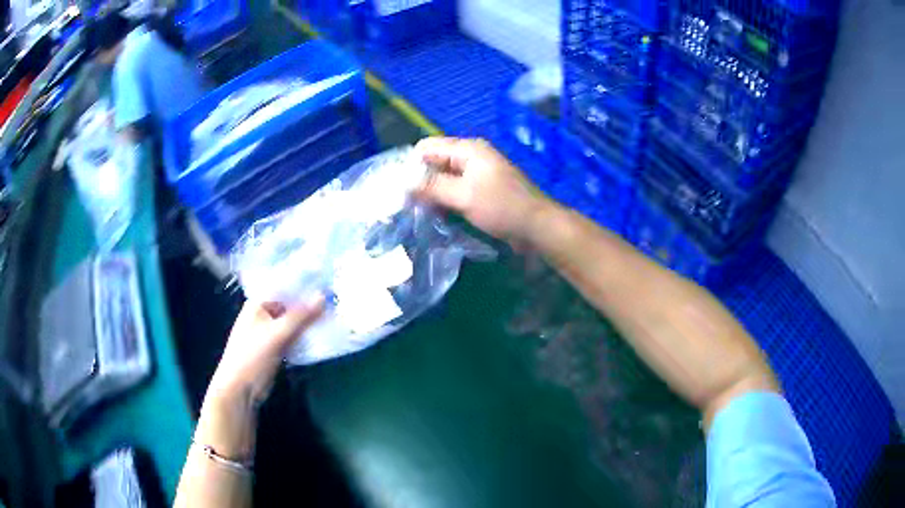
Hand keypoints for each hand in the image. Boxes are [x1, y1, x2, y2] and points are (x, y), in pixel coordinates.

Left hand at [197, 298, 323, 459]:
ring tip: (334, 315)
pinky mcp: (275, 349)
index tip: (326, 282)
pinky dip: (305, 336)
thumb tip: (323, 296)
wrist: (240, 390)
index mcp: (258, 304)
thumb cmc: (253, 356)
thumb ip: (300, 316)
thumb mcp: (277, 334)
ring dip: (309, 322)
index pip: (283, 287)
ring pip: (293, 323)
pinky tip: (322, 335)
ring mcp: (269, 333)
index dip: (303, 285)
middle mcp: (263, 315)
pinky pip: (293, 337)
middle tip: (335, 300)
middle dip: (309, 305)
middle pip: (289, 306)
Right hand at [415, 137, 551, 245]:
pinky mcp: (481, 189)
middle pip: (435, 161)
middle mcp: (471, 156)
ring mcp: (477, 173)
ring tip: (416, 211)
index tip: (399, 187)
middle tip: (404, 203)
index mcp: (468, 149)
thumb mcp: (463, 196)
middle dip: (419, 179)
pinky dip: (444, 199)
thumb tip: (403, 182)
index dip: (411, 164)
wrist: (537, 227)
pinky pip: (455, 189)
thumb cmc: (502, 207)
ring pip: (444, 177)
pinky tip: (435, 214)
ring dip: (431, 192)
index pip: (428, 147)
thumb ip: (432, 187)